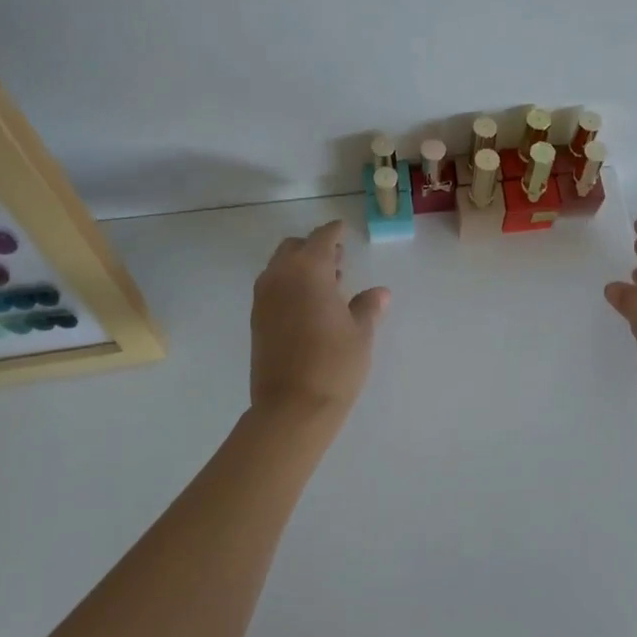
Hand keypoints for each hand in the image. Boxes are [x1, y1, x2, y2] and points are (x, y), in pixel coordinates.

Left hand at [250, 220, 389, 426]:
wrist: (292, 408)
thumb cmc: (334, 364)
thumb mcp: (360, 333)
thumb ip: (367, 307)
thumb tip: (380, 293)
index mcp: (308, 270)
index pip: (321, 238)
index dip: (334, 231)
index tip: (343, 229)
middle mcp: (280, 277)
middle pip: (294, 248)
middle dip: (314, 248)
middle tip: (338, 260)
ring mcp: (263, 299)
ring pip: (280, 267)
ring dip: (300, 266)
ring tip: (327, 284)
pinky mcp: (257, 320)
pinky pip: (272, 288)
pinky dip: (289, 285)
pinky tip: (309, 305)